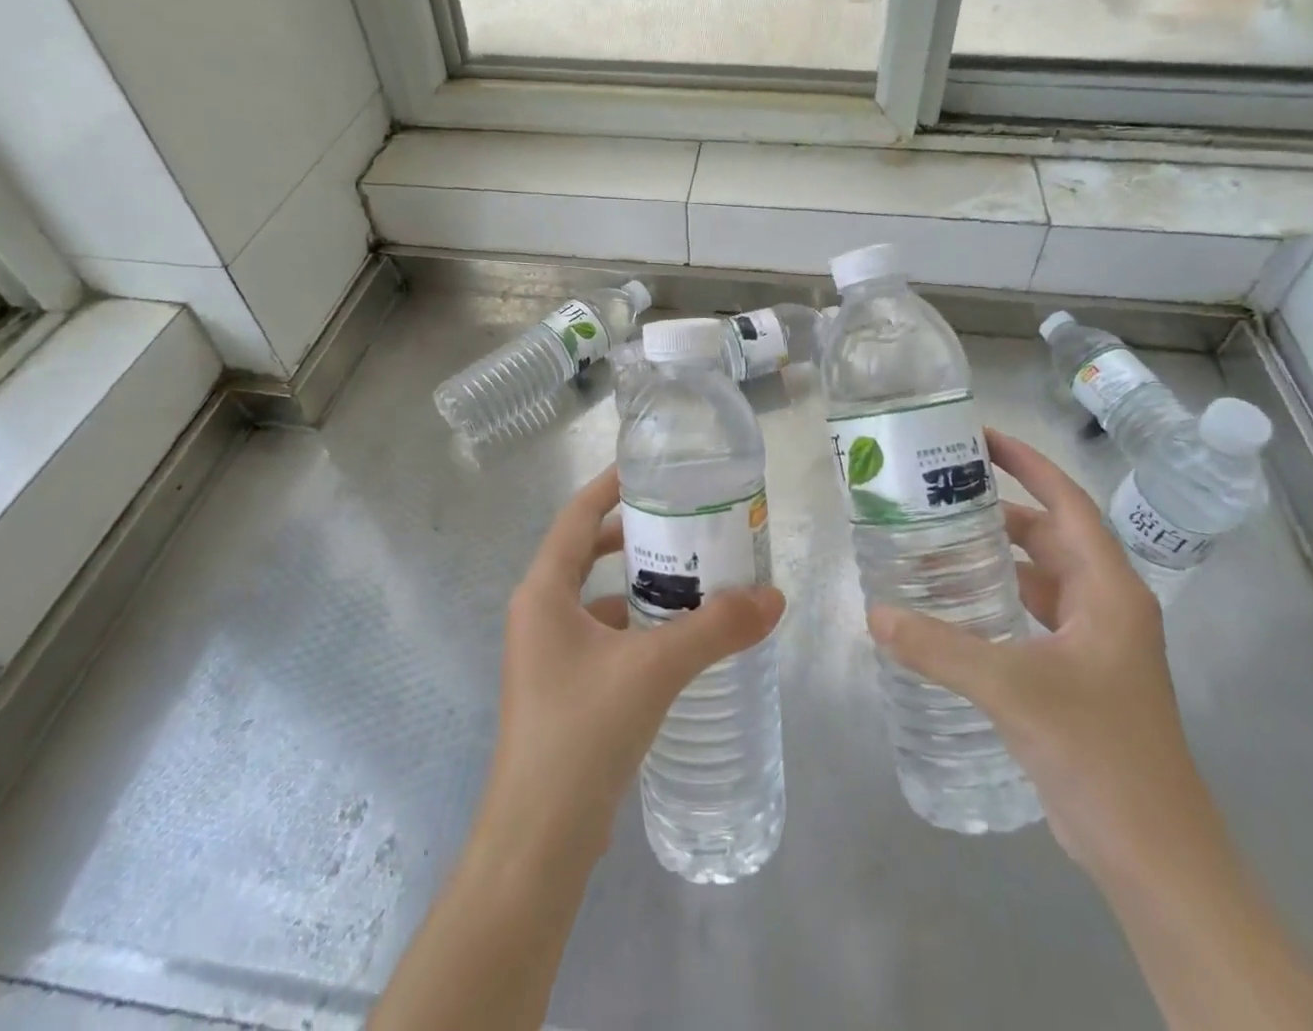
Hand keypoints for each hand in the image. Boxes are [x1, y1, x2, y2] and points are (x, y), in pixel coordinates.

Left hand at [478, 464, 786, 864]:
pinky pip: (603, 638)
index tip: (652, 470)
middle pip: (586, 553)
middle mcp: (538, 614)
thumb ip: (716, 629)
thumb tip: (773, 597)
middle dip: (634, 537)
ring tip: (694, 579)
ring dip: (639, 586)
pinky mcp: (562, 691)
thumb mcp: (654, 668)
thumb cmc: (583, 732)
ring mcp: (547, 656)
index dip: (610, 487)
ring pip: (597, 600)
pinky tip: (677, 642)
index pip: (576, 515)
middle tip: (687, 525)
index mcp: (543, 592)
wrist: (539, 841)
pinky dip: (637, 629)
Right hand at [867, 429, 1205, 877]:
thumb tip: (876, 613)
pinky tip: (952, 608)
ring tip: (933, 543)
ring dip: (993, 559)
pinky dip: (994, 601)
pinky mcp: (1077, 673)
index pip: (1067, 503)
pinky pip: (1030, 615)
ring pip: (1038, 578)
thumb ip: (941, 648)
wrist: (1154, 854)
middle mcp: (1105, 604)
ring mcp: (1093, 641)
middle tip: (937, 493)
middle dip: (997, 511)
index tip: (980, 438)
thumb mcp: (1014, 690)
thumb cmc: (1100, 753)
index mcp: (1108, 589)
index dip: (1027, 464)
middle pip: (1048, 536)